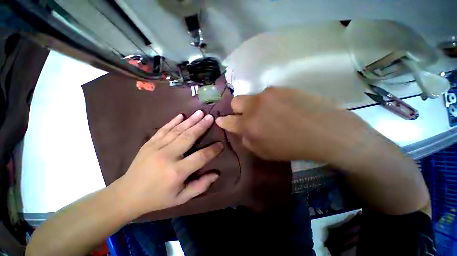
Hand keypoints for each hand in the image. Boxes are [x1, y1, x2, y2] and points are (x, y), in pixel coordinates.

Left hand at [119, 110, 223, 215]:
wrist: (127, 194)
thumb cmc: (158, 198)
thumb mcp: (181, 198)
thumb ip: (200, 186)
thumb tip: (217, 174)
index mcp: (177, 172)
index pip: (201, 157)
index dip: (213, 150)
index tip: (221, 144)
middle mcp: (168, 156)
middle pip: (189, 137)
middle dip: (202, 126)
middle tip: (211, 117)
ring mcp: (156, 147)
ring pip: (178, 130)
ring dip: (191, 120)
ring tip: (201, 113)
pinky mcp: (149, 143)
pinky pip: (164, 129)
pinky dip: (173, 121)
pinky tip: (182, 115)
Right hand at [216, 87, 381, 165]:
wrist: (325, 132)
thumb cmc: (292, 147)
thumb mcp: (265, 152)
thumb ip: (247, 141)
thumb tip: (241, 131)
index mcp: (249, 125)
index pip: (228, 121)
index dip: (223, 121)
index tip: (221, 120)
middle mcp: (254, 107)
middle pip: (235, 101)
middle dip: (237, 109)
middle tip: (248, 115)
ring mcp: (267, 94)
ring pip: (252, 97)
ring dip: (256, 105)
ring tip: (272, 113)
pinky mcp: (280, 88)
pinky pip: (267, 94)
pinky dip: (270, 101)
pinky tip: (283, 108)